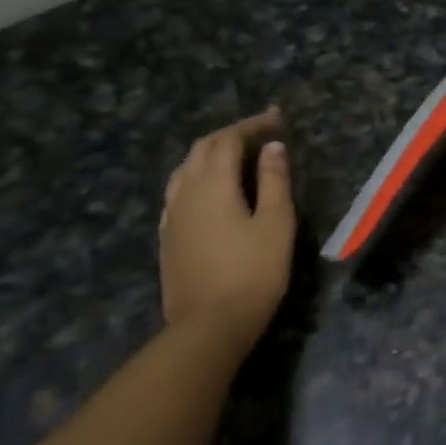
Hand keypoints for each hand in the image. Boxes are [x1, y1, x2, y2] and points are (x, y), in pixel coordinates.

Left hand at [160, 109, 295, 341]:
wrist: (209, 326)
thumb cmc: (253, 272)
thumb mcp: (276, 224)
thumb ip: (274, 181)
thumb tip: (272, 147)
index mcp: (213, 184)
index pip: (228, 140)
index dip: (252, 124)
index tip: (277, 118)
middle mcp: (185, 193)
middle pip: (202, 150)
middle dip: (231, 135)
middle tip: (260, 133)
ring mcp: (172, 216)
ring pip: (185, 169)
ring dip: (210, 154)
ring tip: (236, 157)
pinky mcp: (168, 237)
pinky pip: (178, 192)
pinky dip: (197, 177)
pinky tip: (210, 191)